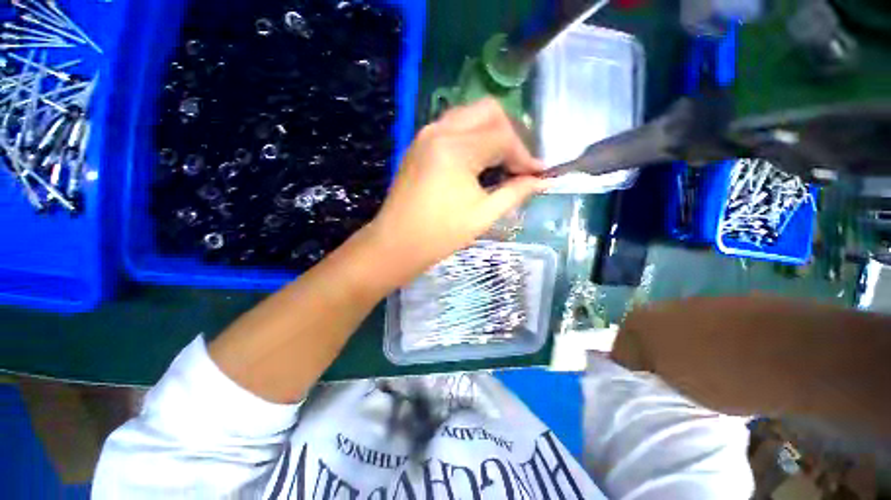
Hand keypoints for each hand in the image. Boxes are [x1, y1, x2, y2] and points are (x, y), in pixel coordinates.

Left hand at [364, 98, 548, 286]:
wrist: (396, 244)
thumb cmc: (439, 235)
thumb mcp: (483, 215)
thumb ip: (515, 192)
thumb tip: (540, 181)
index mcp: (456, 148)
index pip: (502, 137)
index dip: (524, 155)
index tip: (537, 174)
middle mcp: (439, 130)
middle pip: (487, 112)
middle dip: (509, 134)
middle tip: (517, 164)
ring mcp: (425, 135)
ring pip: (469, 116)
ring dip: (490, 134)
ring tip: (500, 163)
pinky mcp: (418, 145)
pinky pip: (452, 128)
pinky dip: (471, 138)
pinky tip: (476, 162)